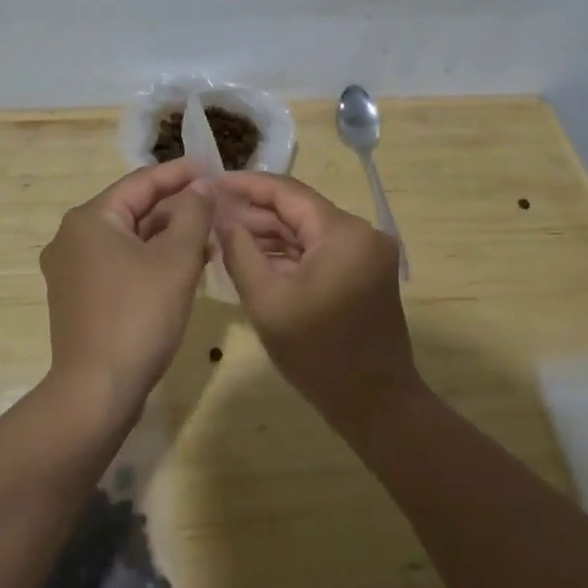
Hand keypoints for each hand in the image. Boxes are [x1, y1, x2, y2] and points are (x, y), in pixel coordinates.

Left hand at [39, 160, 214, 413]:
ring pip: (128, 240)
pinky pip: (120, 265)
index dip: (179, 174)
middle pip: (133, 210)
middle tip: (216, 207)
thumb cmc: (138, 316)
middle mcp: (72, 237)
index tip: (212, 168)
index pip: (141, 182)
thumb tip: (200, 187)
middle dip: (176, 209)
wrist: (96, 392)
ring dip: (167, 238)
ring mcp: (71, 270)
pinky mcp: (78, 299)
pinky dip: (150, 262)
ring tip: (208, 239)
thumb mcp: (176, 260)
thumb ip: (192, 214)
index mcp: (90, 219)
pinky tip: (182, 270)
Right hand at [215, 172, 419, 435]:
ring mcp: (365, 254)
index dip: (247, 185)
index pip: (288, 192)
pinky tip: (255, 258)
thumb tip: (219, 214)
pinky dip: (289, 254)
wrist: (375, 405)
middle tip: (211, 214)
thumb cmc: (317, 353)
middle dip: (255, 213)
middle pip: (299, 211)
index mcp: (343, 232)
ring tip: (225, 235)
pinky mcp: (364, 273)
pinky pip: (319, 252)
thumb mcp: (266, 300)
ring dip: (270, 234)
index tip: (211, 183)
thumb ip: (239, 250)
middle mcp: (361, 233)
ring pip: (308, 232)